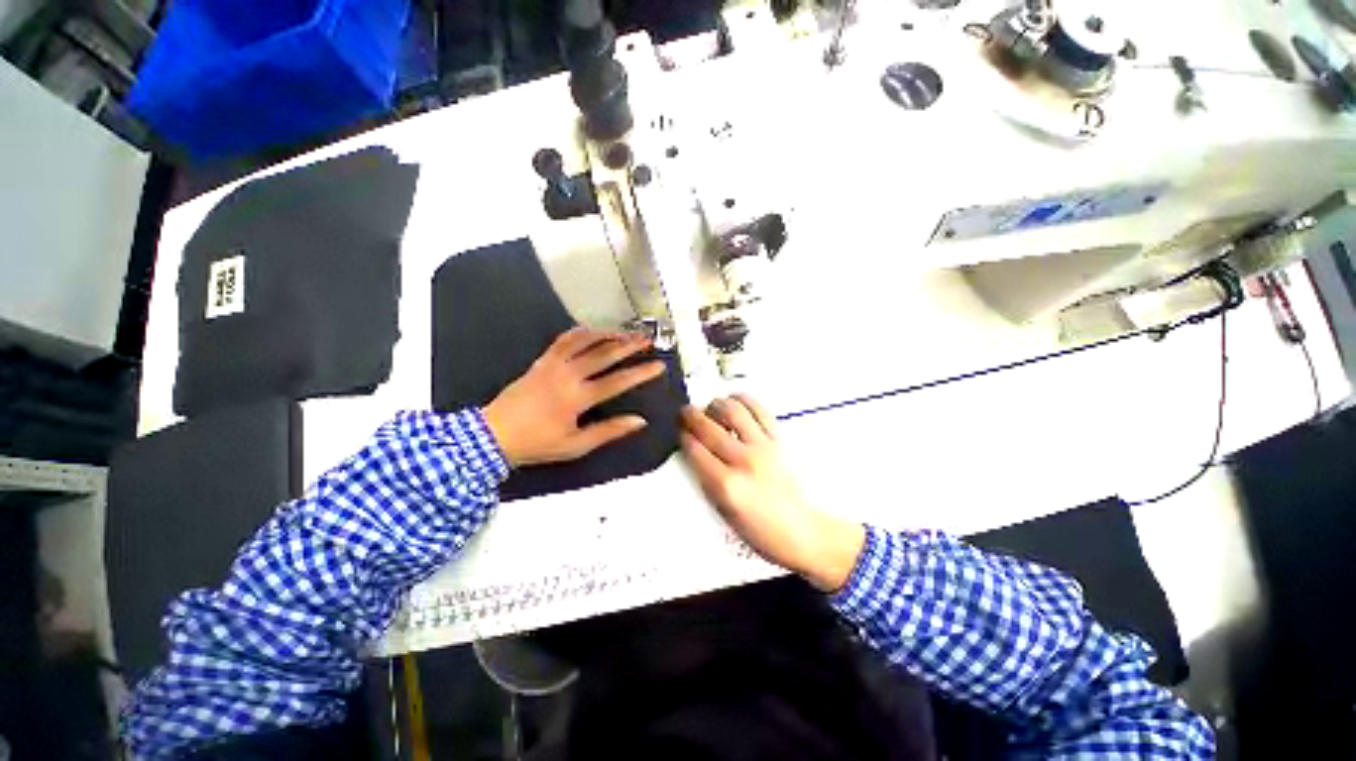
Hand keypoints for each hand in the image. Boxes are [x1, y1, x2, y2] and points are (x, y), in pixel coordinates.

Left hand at [484, 328, 665, 466]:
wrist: (494, 435)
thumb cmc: (538, 443)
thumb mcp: (576, 445)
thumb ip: (609, 431)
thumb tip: (639, 421)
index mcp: (578, 398)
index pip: (618, 381)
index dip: (641, 373)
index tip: (659, 365)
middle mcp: (568, 375)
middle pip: (604, 354)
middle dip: (629, 345)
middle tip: (647, 339)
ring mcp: (553, 364)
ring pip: (585, 341)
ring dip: (608, 334)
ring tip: (626, 331)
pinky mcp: (541, 361)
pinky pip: (563, 340)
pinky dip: (580, 332)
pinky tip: (592, 330)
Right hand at [681, 395, 865, 592]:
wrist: (802, 531)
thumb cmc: (761, 530)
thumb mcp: (724, 513)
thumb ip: (707, 480)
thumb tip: (695, 451)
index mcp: (726, 485)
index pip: (695, 449)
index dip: (683, 436)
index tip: (679, 430)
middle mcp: (743, 461)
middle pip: (709, 427)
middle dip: (692, 416)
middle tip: (686, 412)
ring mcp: (763, 447)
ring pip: (732, 411)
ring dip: (716, 404)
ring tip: (711, 407)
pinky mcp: (779, 439)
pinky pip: (759, 410)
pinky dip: (743, 400)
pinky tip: (735, 401)